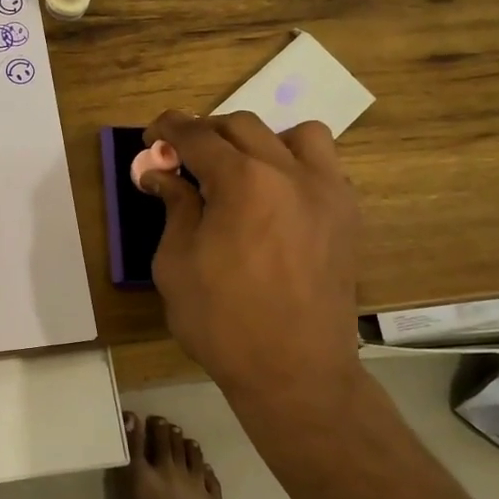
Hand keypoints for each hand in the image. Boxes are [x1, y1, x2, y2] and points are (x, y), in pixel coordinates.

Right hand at [142, 111, 362, 415]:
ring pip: (297, 135)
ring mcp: (327, 192)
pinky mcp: (347, 216)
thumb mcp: (176, 263)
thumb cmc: (222, 321)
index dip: (168, 128)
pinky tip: (276, 198)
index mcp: (242, 181)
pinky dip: (296, 166)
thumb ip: (174, 207)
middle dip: (206, 133)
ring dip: (261, 141)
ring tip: (242, 170)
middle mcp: (289, 173)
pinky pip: (324, 167)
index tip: (151, 136)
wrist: (295, 372)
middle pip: (242, 126)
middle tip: (183, 157)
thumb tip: (161, 174)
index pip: (198, 135)